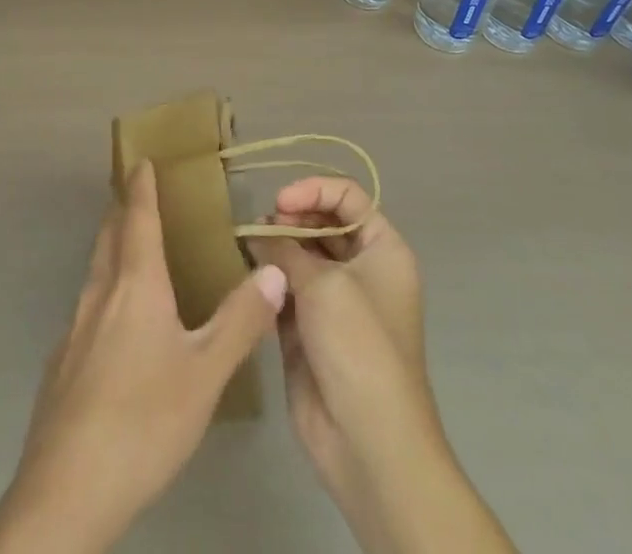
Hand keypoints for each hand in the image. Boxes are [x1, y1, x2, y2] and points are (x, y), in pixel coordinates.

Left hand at [0, 160, 287, 553]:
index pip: (137, 217)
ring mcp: (74, 328)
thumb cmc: (144, 420)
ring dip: (111, 246)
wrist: (67, 488)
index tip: (141, 159)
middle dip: (122, 208)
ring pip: (94, 270)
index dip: (141, 186)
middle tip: (135, 193)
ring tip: (129, 247)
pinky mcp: (61, 362)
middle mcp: (100, 293)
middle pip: (108, 235)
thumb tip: (273, 269)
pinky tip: (113, 323)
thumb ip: (240, 321)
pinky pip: (86, 306)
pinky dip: (103, 289)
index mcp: (135, 285)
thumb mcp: (205, 374)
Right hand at [249, 179, 515, 553]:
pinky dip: (269, 281)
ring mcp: (335, 302)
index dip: (313, 189)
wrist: (368, 441)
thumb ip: (286, 248)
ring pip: (300, 257)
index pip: (347, 196)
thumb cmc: (358, 346)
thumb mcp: (323, 284)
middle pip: (322, 224)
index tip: (279, 202)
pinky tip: (249, 279)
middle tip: (261, 228)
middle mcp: (362, 270)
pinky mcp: (310, 331)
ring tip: (249, 249)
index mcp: (383, 250)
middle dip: (290, 220)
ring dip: (275, 250)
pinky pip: (286, 291)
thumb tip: (258, 232)